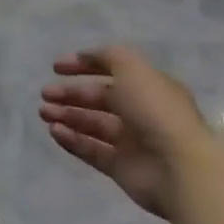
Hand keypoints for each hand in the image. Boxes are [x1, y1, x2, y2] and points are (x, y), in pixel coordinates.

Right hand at [39, 45, 223, 218]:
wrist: (178, 167)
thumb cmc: (155, 111)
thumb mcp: (132, 68)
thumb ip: (108, 56)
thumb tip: (87, 56)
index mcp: (148, 86)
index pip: (112, 70)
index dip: (84, 65)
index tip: (56, 67)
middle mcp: (140, 112)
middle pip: (99, 99)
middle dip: (71, 93)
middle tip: (45, 94)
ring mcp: (131, 141)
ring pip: (92, 124)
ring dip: (67, 116)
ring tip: (44, 112)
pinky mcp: (121, 167)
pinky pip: (91, 150)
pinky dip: (72, 140)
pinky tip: (54, 131)